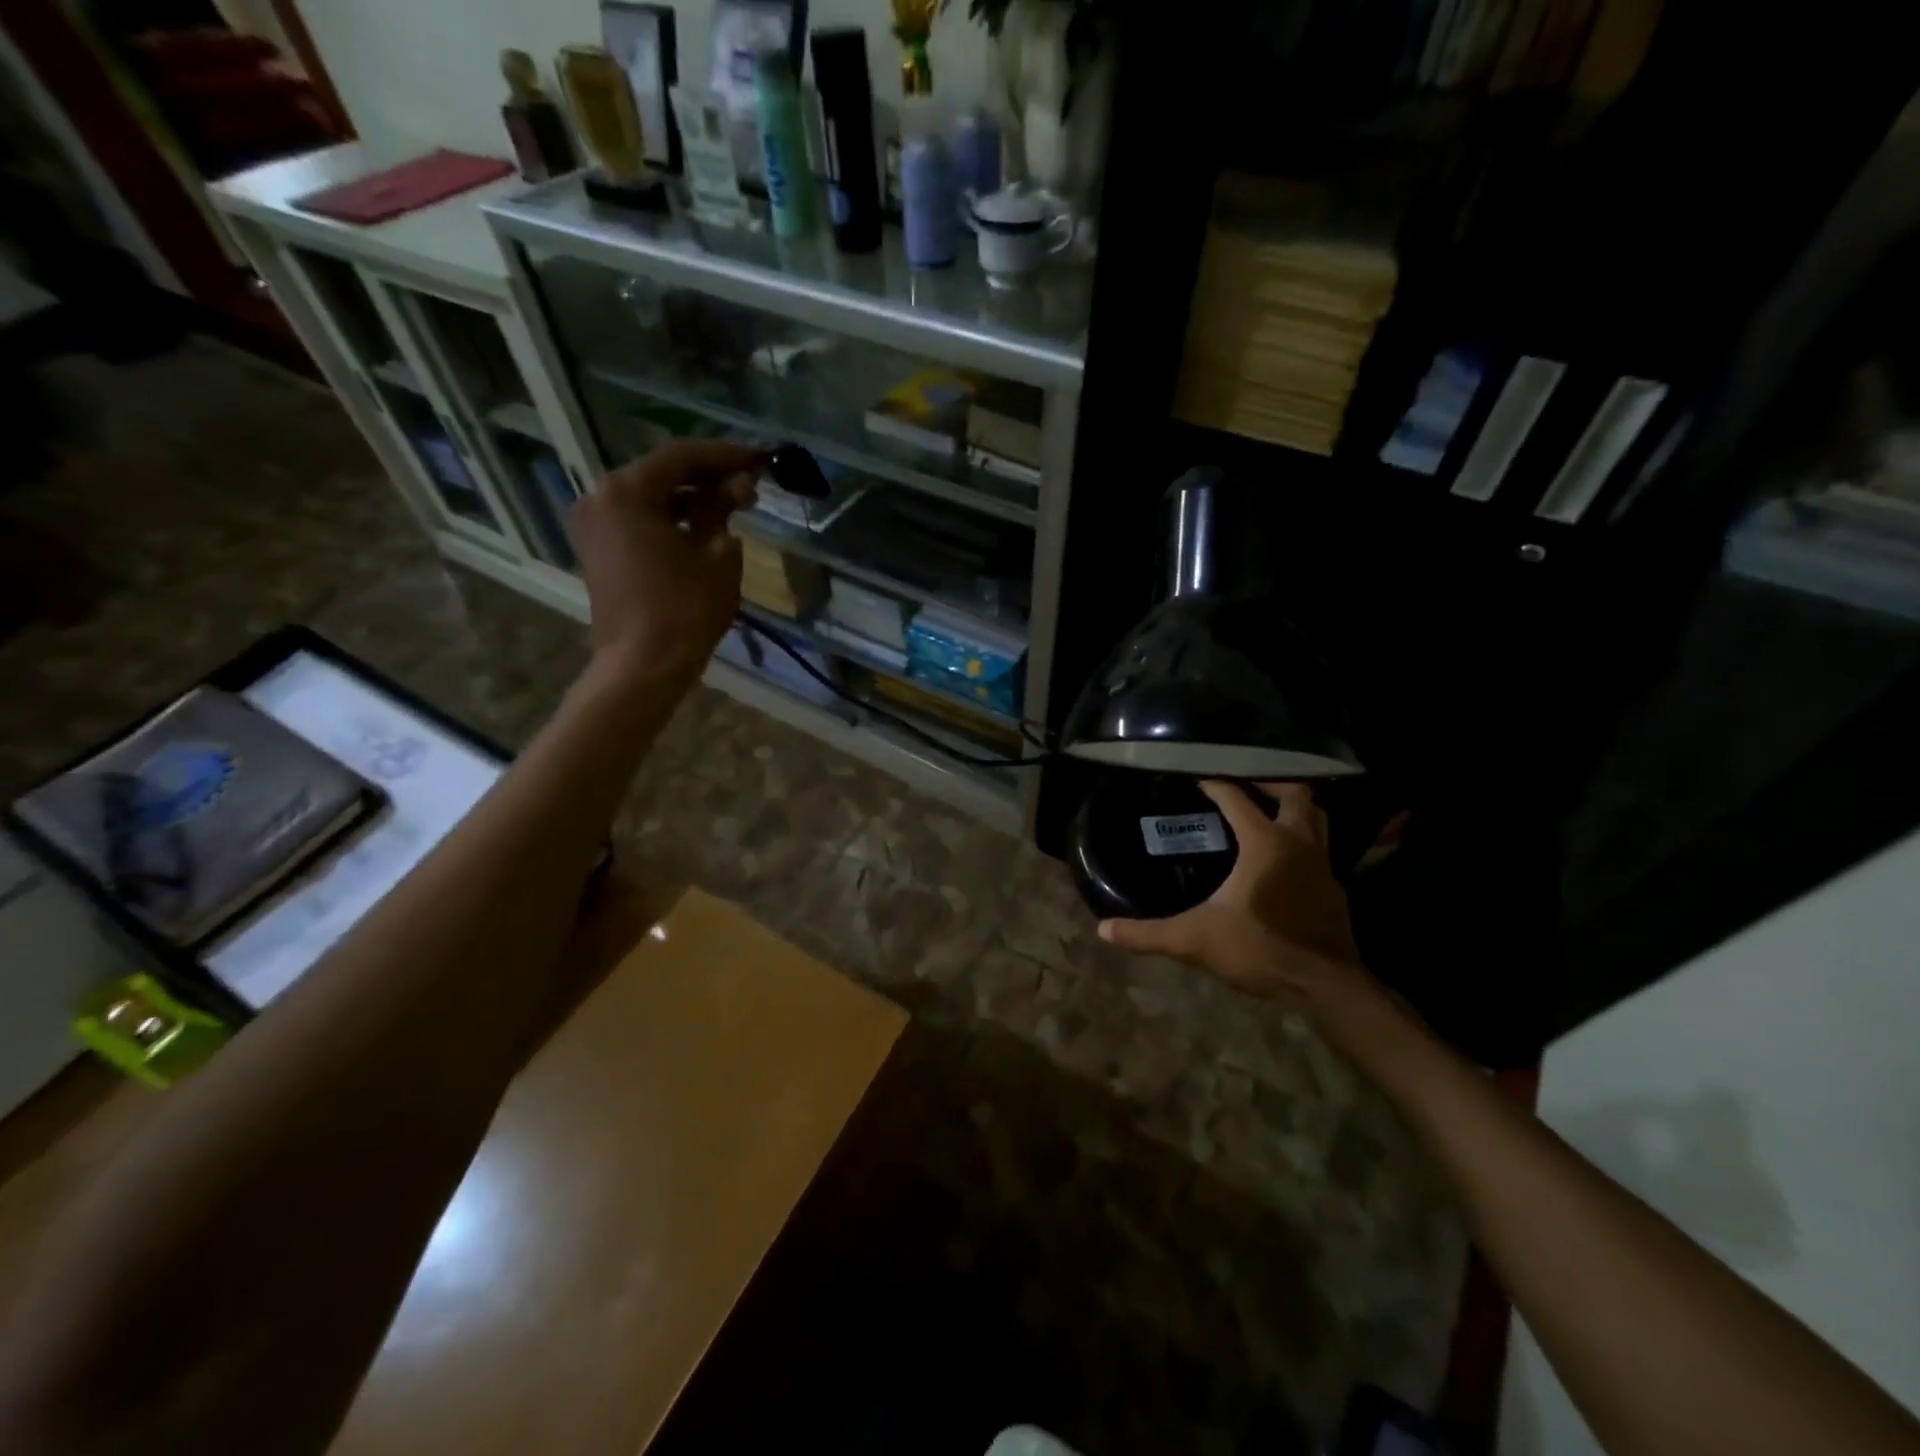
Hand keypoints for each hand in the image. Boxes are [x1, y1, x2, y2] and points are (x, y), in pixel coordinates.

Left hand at [568, 441, 764, 689]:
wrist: (643, 664)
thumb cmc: (686, 609)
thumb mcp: (717, 553)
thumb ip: (722, 508)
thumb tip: (734, 486)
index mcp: (626, 490)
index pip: (683, 456)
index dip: (726, 455)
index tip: (761, 458)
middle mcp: (599, 496)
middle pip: (662, 473)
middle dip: (708, 476)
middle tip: (751, 485)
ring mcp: (592, 523)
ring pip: (649, 496)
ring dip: (690, 497)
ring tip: (734, 506)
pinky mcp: (596, 548)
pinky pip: (637, 518)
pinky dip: (669, 517)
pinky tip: (703, 525)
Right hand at [1098, 781, 1372, 1011]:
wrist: (1325, 988)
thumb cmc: (1260, 950)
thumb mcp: (1195, 941)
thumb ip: (1148, 934)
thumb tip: (1103, 930)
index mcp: (1266, 843)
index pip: (1238, 798)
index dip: (1215, 784)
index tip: (1196, 778)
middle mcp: (1299, 843)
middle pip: (1295, 794)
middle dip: (1269, 783)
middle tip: (1243, 786)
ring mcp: (1324, 865)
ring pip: (1317, 817)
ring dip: (1294, 808)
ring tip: (1267, 812)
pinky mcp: (1335, 889)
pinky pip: (1321, 848)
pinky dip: (1303, 841)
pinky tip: (1283, 861)